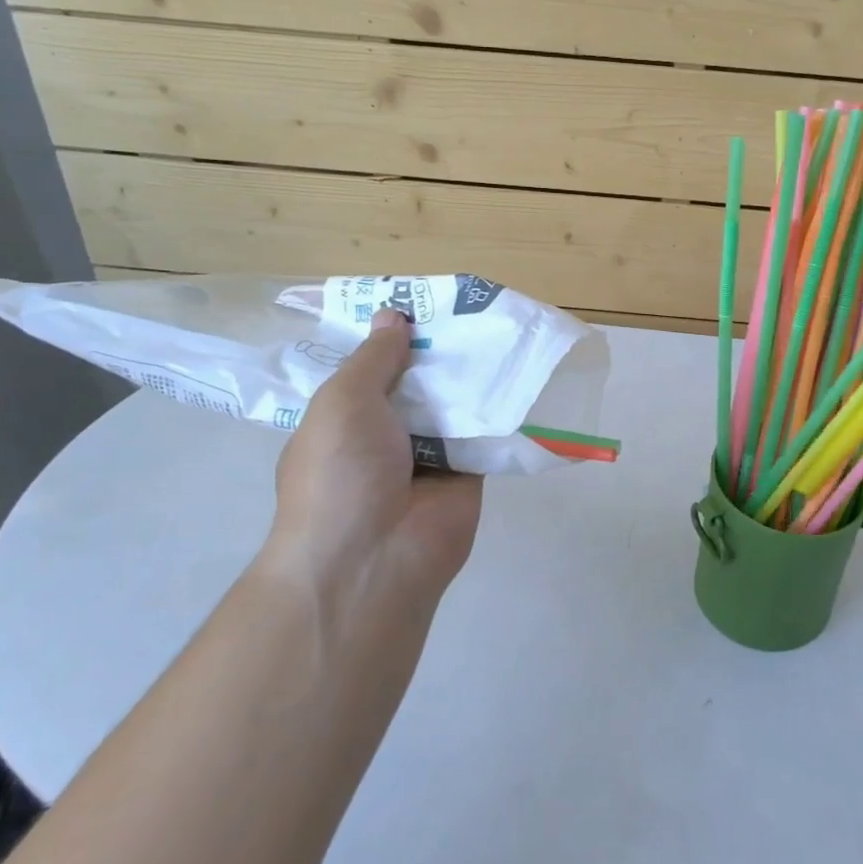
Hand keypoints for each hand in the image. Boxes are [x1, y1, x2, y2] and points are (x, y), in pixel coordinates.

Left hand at [265, 309, 481, 603]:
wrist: (374, 558)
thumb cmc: (341, 472)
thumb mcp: (343, 401)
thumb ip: (374, 358)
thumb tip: (393, 315)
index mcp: (345, 420)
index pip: (371, 370)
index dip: (394, 338)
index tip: (424, 305)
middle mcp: (386, 436)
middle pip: (418, 384)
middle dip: (440, 353)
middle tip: (474, 309)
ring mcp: (428, 457)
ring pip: (454, 405)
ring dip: (472, 377)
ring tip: (503, 328)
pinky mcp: (468, 474)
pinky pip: (484, 433)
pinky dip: (498, 409)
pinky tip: (521, 371)